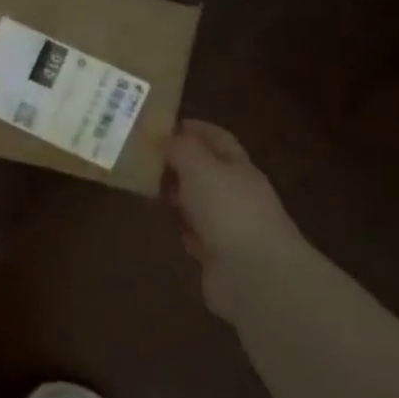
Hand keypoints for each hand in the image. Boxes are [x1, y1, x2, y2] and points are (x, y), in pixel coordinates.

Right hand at [163, 120, 302, 316]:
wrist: (253, 274)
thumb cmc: (228, 210)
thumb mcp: (200, 168)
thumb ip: (181, 149)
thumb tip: (165, 136)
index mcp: (239, 168)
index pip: (218, 139)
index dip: (195, 128)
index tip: (164, 124)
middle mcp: (237, 194)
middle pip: (207, 171)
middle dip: (180, 162)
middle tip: (145, 157)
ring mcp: (230, 226)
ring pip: (200, 202)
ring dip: (178, 195)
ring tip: (147, 187)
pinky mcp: (218, 255)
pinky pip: (196, 233)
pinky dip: (183, 227)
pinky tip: (165, 224)